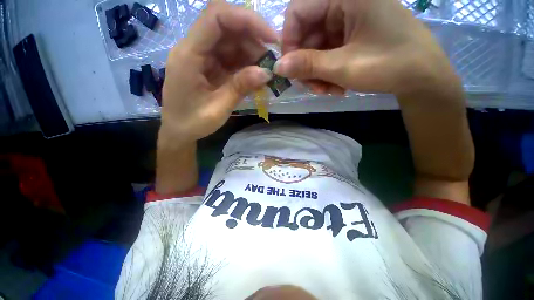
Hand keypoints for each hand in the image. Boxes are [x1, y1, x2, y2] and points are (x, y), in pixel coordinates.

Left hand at [161, 0, 276, 141]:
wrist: (179, 131)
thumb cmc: (192, 122)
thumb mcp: (218, 108)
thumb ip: (240, 88)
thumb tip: (266, 72)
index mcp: (189, 54)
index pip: (217, 17)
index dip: (246, 20)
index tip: (271, 38)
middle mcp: (195, 48)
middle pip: (227, 28)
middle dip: (253, 41)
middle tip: (270, 63)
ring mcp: (203, 57)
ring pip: (231, 42)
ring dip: (252, 54)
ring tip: (265, 73)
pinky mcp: (210, 66)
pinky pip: (231, 58)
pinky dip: (246, 65)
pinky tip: (255, 77)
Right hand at [276, 0, 457, 94]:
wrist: (423, 76)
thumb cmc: (390, 65)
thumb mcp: (343, 67)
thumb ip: (308, 65)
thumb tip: (277, 67)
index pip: (298, 11)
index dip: (289, 42)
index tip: (290, 69)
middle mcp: (345, 2)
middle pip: (307, 33)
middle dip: (307, 65)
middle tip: (313, 88)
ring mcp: (349, 19)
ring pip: (317, 47)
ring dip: (318, 73)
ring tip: (328, 91)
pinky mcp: (352, 34)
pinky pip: (329, 52)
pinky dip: (328, 72)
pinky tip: (337, 86)